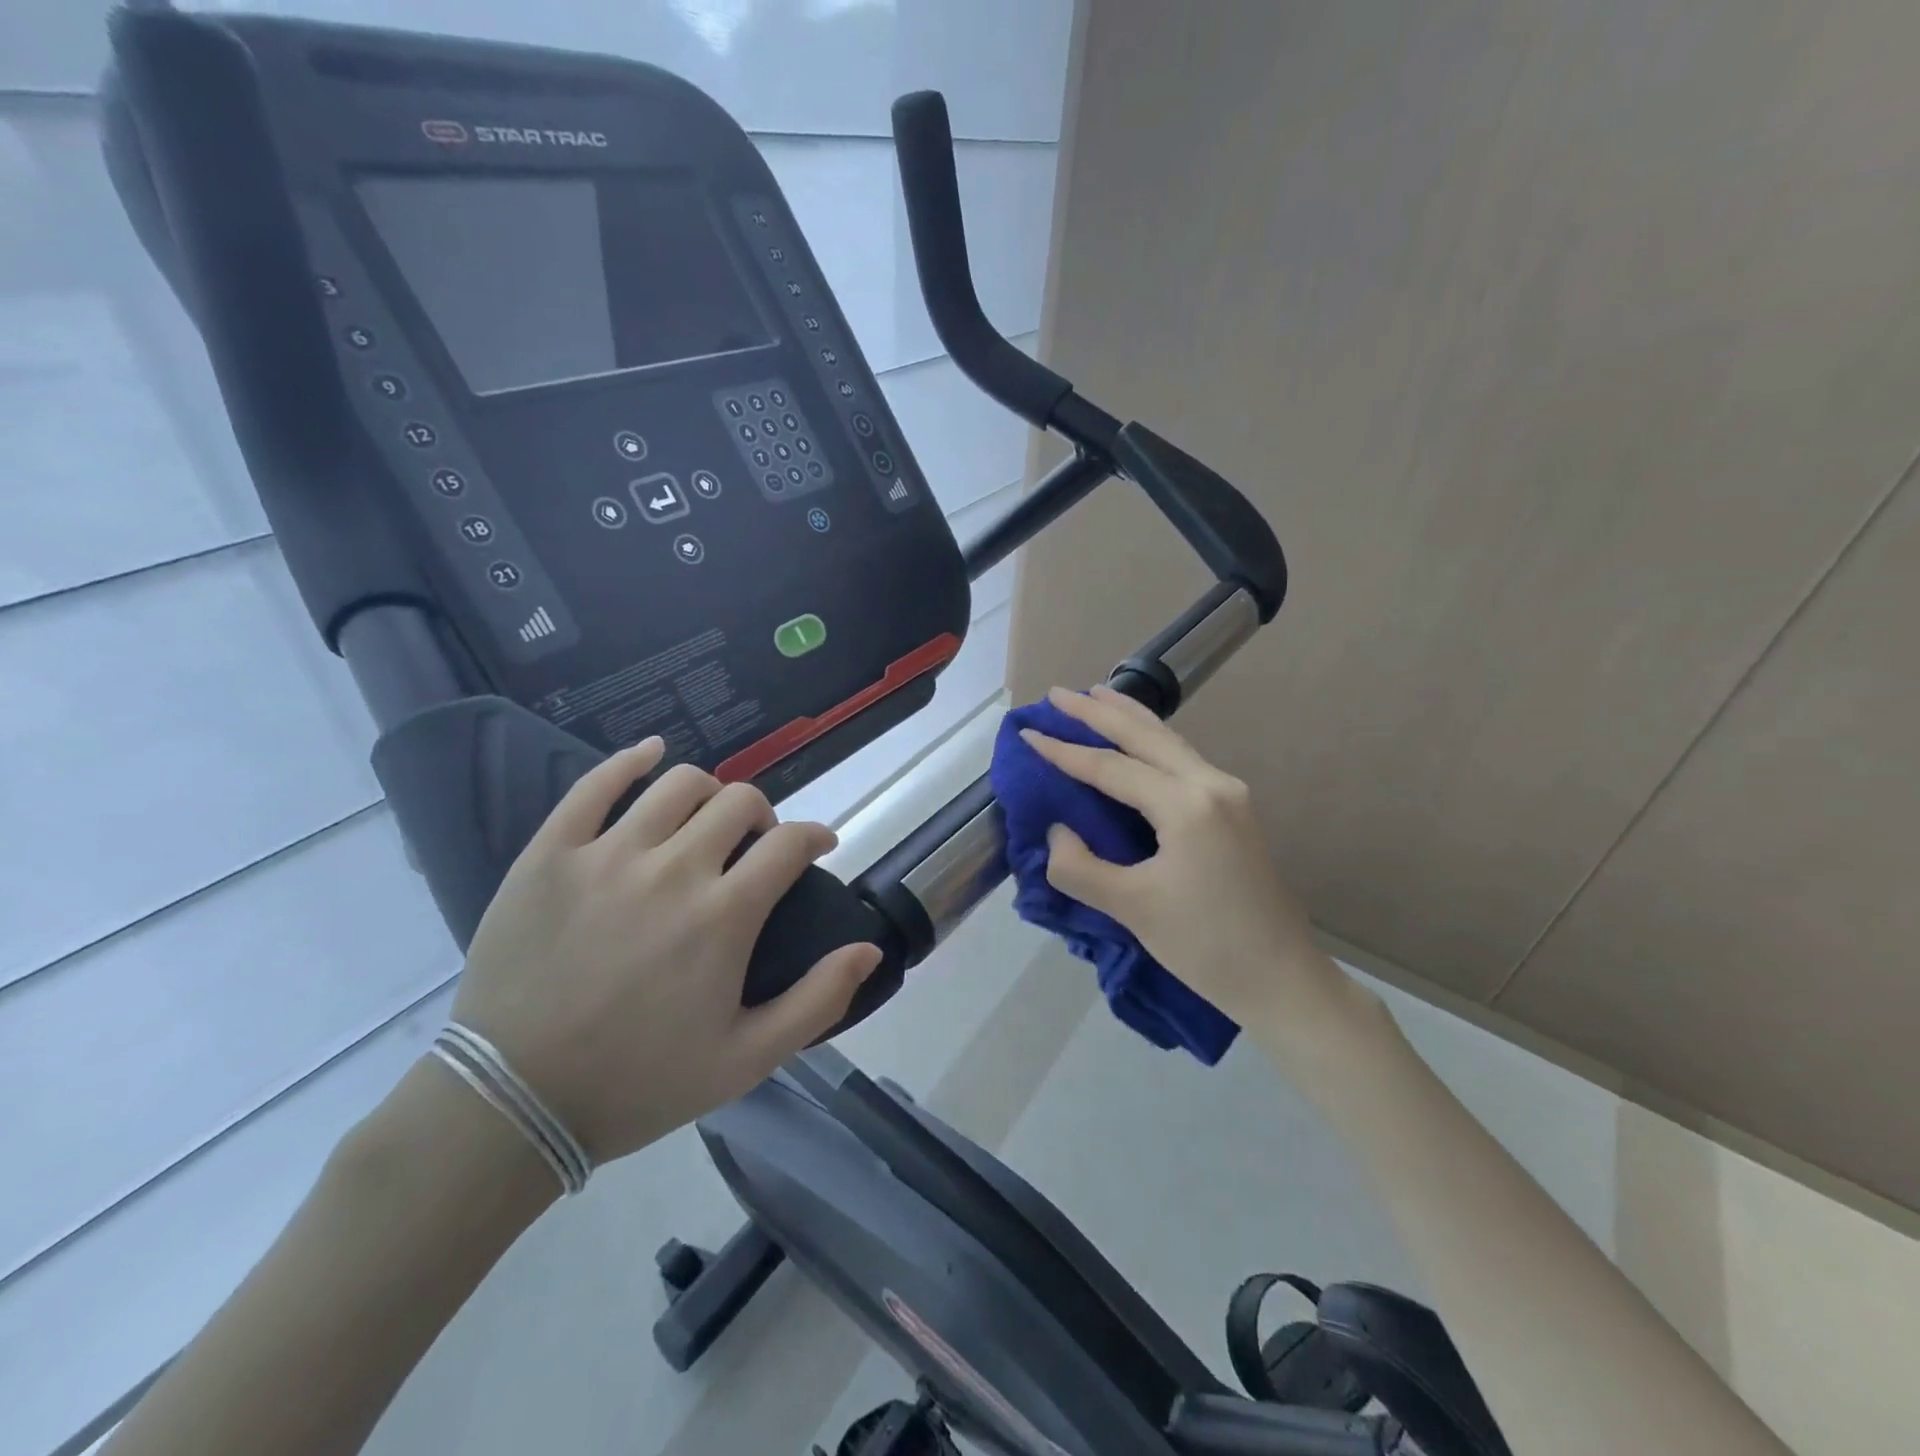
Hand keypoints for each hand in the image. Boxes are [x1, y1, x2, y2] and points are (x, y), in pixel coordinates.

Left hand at [444, 737, 882, 1165]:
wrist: (513, 1103)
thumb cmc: (639, 1083)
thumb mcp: (747, 1059)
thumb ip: (818, 1000)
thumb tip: (870, 949)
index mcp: (724, 915)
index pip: (790, 843)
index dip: (815, 836)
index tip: (818, 846)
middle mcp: (673, 868)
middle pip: (739, 801)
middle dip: (763, 816)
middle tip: (756, 845)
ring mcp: (607, 854)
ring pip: (679, 783)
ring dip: (709, 792)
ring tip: (705, 818)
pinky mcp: (551, 853)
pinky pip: (594, 784)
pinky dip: (630, 759)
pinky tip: (649, 754)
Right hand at [1020, 685, 1341, 1026]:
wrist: (1282, 980)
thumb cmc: (1205, 945)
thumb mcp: (1130, 909)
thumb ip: (1079, 866)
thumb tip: (1058, 831)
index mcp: (1187, 805)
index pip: (1112, 768)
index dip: (1065, 751)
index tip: (1027, 734)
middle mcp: (1211, 785)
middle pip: (1145, 736)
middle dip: (1099, 712)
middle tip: (1058, 693)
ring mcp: (1229, 795)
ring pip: (1169, 742)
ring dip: (1129, 718)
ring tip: (1096, 696)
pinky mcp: (1234, 811)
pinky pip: (1182, 760)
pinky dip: (1152, 742)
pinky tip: (1138, 741)